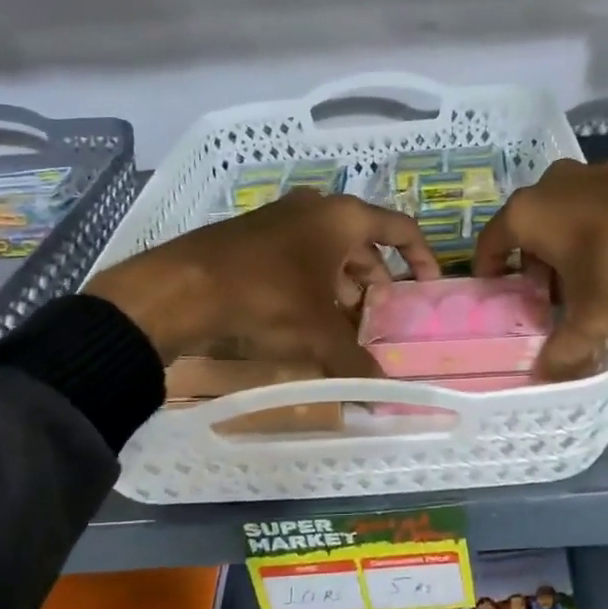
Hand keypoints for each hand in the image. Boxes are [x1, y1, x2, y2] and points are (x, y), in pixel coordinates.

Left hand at [84, 189, 440, 374]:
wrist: (179, 288)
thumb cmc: (265, 297)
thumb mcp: (317, 334)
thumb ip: (356, 363)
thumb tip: (384, 399)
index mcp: (341, 217)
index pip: (399, 228)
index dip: (421, 256)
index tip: (428, 286)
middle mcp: (314, 209)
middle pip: (363, 242)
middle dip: (376, 279)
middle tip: (381, 315)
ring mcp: (280, 219)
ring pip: (328, 251)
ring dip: (343, 285)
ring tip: (345, 323)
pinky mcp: (252, 236)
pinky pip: (298, 256)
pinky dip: (313, 283)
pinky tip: (306, 318)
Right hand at [472, 159, 607, 378]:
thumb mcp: (593, 319)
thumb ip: (563, 349)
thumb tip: (543, 376)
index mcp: (530, 212)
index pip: (491, 241)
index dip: (489, 270)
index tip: (496, 292)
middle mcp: (555, 183)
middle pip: (531, 226)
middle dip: (534, 262)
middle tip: (546, 296)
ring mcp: (597, 171)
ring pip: (568, 212)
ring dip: (569, 243)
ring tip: (586, 279)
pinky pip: (603, 203)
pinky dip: (603, 226)